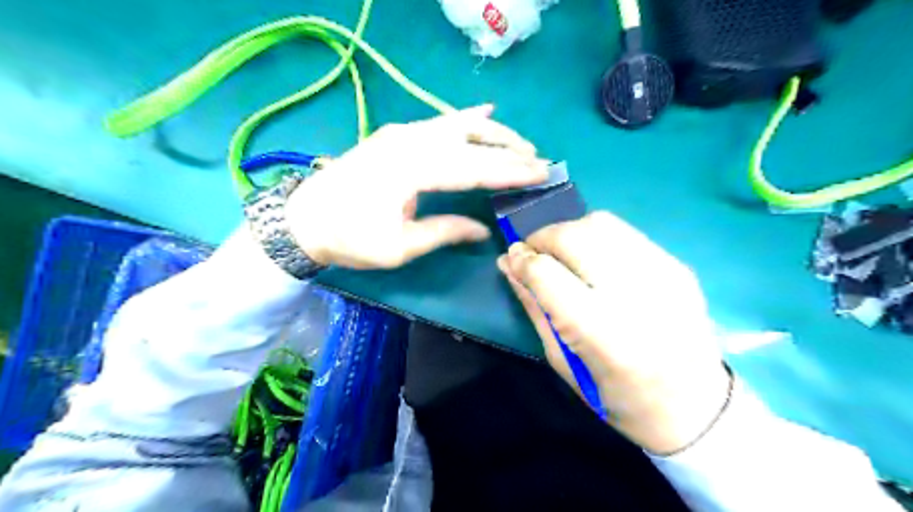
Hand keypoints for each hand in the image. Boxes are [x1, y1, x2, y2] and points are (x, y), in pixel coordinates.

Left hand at [289, 106, 543, 269]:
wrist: (304, 219)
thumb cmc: (350, 238)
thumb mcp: (399, 247)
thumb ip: (444, 232)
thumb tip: (483, 231)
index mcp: (412, 171)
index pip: (473, 169)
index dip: (509, 172)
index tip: (540, 173)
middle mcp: (410, 142)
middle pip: (470, 141)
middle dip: (509, 150)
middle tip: (539, 161)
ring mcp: (401, 133)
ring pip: (458, 125)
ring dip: (493, 134)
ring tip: (521, 144)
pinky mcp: (396, 135)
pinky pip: (438, 122)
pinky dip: (465, 119)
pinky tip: (485, 112)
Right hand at [498, 212, 729, 455]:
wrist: (693, 406)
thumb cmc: (616, 396)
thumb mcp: (562, 360)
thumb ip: (534, 306)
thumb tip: (508, 264)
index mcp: (600, 331)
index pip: (546, 273)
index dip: (521, 259)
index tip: (512, 258)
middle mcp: (633, 293)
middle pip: (574, 235)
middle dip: (544, 237)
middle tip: (536, 254)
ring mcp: (662, 273)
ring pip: (601, 223)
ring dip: (570, 232)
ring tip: (564, 254)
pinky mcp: (677, 266)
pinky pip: (626, 233)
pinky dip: (599, 238)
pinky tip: (596, 261)